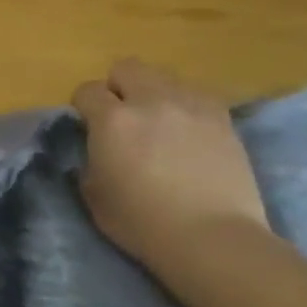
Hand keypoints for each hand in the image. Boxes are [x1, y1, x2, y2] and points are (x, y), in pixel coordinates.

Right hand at [70, 59, 270, 270]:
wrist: (212, 238)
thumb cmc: (142, 223)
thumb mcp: (94, 195)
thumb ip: (90, 160)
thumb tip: (96, 148)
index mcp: (112, 120)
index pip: (87, 90)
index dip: (83, 106)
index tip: (88, 126)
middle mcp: (150, 101)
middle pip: (127, 68)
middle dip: (118, 87)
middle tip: (122, 117)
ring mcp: (190, 106)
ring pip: (164, 76)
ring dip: (154, 93)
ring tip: (159, 122)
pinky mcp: (222, 118)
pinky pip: (197, 94)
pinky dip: (185, 105)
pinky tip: (187, 130)